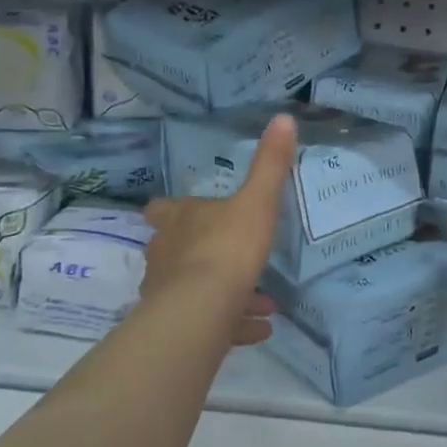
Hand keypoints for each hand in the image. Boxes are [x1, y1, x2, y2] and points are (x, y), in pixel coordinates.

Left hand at [141, 113, 294, 346]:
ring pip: (195, 290)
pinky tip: (260, 329)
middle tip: (232, 257)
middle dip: (202, 254)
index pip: (163, 210)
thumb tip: (283, 117)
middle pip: (175, 250)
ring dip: (224, 293)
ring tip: (263, 302)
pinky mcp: (182, 327)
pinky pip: (210, 324)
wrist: (201, 309)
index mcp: (180, 220)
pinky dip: (233, 325)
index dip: (171, 210)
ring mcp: (169, 293)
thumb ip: (270, 164)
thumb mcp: (256, 201)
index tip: (182, 212)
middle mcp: (167, 254)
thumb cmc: (227, 247)